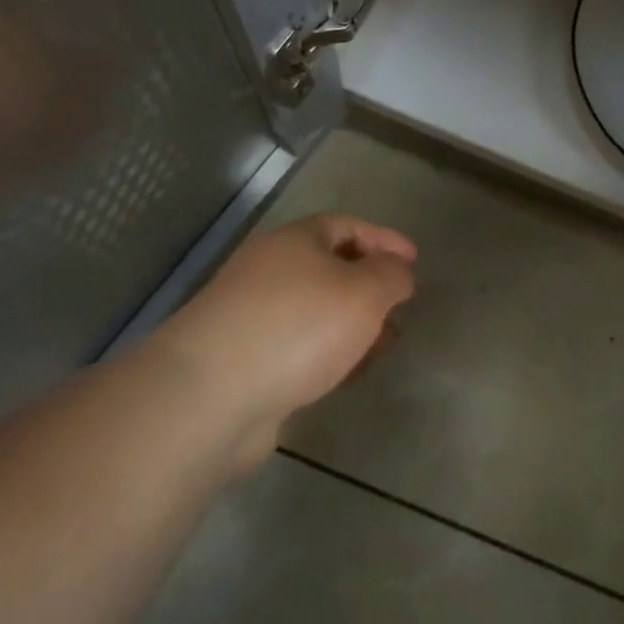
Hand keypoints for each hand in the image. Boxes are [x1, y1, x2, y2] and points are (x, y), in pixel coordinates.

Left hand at [150, 214, 416, 470]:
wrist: (209, 397)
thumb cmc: (297, 327)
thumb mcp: (364, 292)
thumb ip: (391, 276)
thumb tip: (397, 273)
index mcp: (295, 241)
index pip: (347, 226)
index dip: (384, 239)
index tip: (414, 261)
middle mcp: (270, 271)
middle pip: (330, 268)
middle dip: (370, 286)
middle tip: (401, 307)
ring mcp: (252, 318)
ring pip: (317, 311)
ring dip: (353, 325)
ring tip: (383, 346)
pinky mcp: (244, 363)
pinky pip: (300, 347)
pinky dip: (329, 354)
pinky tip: (346, 374)